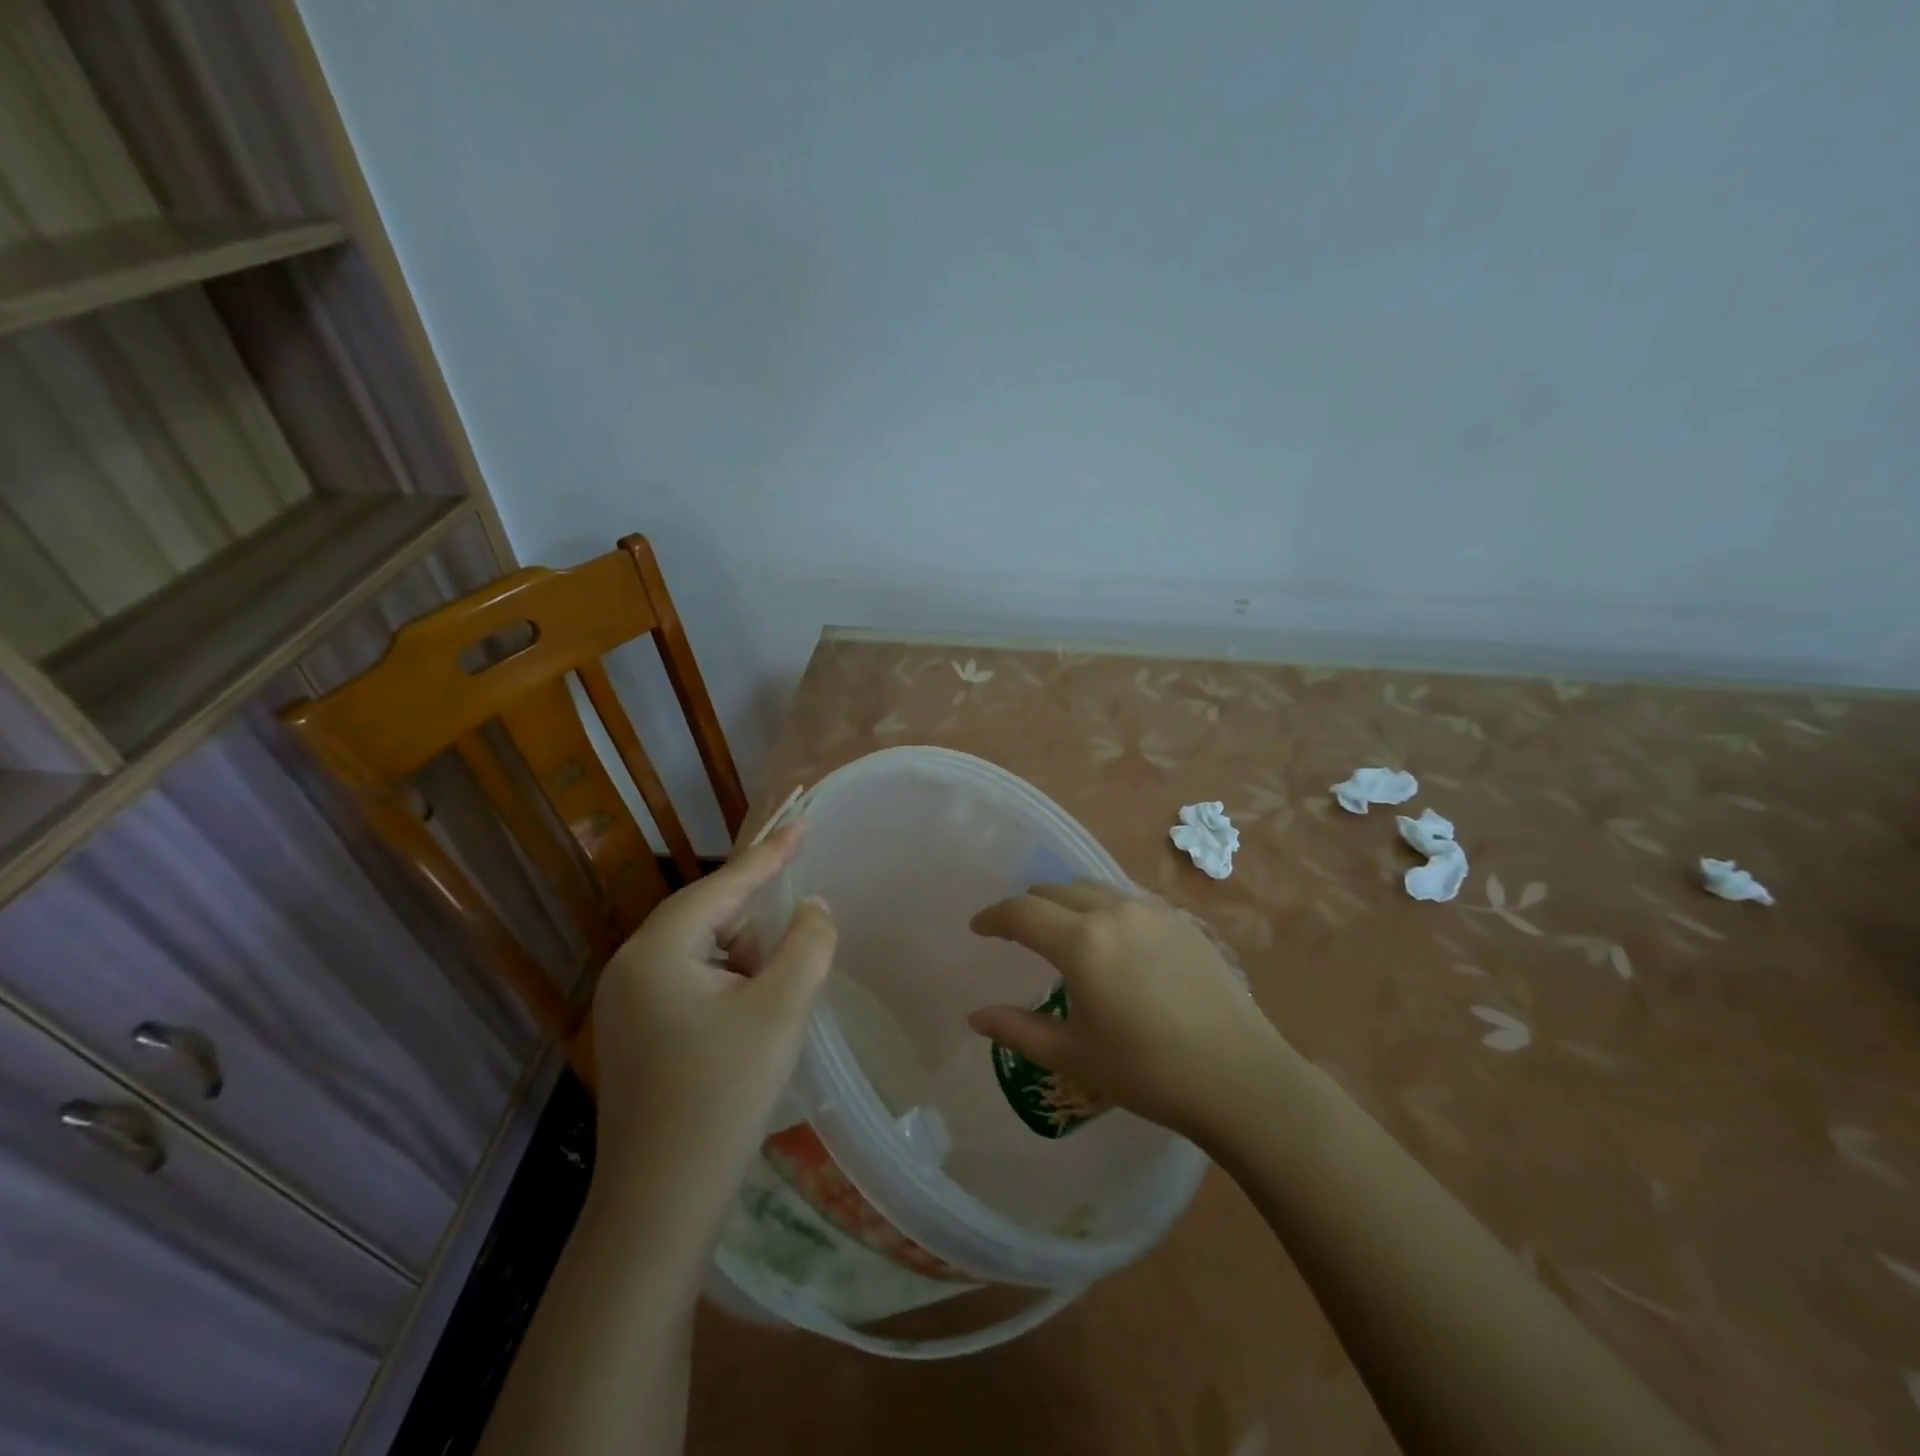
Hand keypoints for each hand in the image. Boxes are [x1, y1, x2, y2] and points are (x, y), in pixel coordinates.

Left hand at [590, 824, 834, 1210]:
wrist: (660, 1206)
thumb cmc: (722, 1096)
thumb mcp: (780, 1010)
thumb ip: (807, 944)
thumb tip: (815, 908)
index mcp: (657, 950)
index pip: (723, 885)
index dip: (770, 852)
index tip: (802, 819)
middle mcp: (631, 966)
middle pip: (708, 916)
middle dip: (757, 922)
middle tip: (798, 940)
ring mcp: (626, 1002)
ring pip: (701, 951)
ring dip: (744, 959)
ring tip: (775, 997)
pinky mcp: (634, 1033)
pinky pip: (688, 982)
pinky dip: (727, 984)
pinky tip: (749, 1016)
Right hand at [968, 881, 1287, 1140]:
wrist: (1239, 1076)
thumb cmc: (1147, 1071)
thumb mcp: (1073, 1055)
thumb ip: (1018, 1030)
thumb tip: (975, 1016)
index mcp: (1082, 942)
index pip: (1022, 912)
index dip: (993, 917)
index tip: (978, 928)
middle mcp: (1113, 911)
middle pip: (1054, 890)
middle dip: (1028, 906)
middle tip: (1017, 934)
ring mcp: (1151, 911)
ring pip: (1092, 887)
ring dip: (1065, 901)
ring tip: (1062, 931)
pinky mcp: (1180, 920)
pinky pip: (1126, 898)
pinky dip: (1102, 906)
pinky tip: (1111, 939)